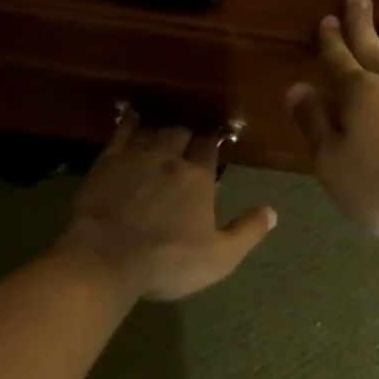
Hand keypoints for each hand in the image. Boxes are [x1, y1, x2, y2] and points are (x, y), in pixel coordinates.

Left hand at [59, 108, 277, 300]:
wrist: (105, 259)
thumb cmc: (168, 261)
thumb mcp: (219, 257)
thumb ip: (247, 232)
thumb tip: (272, 212)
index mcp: (198, 176)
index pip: (210, 147)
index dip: (213, 142)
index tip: (215, 142)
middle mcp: (169, 157)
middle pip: (181, 133)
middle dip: (186, 136)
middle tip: (187, 145)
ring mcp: (135, 156)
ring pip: (153, 130)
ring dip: (160, 130)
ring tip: (163, 134)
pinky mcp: (106, 162)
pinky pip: (121, 132)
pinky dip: (130, 123)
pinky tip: (132, 118)